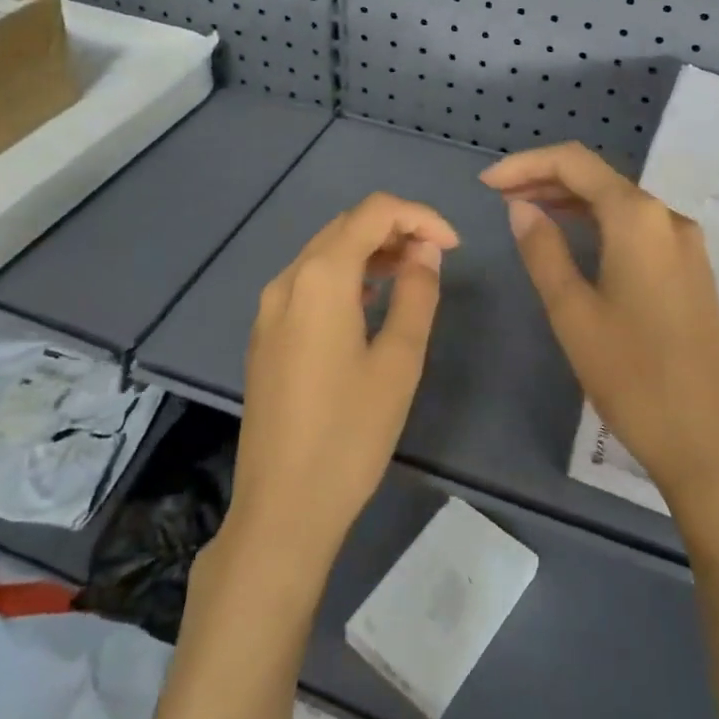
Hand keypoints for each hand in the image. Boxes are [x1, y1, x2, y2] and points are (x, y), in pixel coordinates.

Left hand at [228, 192, 458, 579]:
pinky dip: (345, 275)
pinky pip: (308, 282)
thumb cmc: (350, 434)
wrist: (282, 507)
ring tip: (411, 277)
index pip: (373, 211)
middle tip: (436, 260)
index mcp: (320, 278)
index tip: (453, 248)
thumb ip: (416, 293)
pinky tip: (370, 302)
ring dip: (370, 251)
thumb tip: (425, 251)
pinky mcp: (265, 334)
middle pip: (346, 226)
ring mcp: (269, 307)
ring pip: (325, 252)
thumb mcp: (399, 361)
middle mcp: (287, 279)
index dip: (420, 216)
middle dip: (395, 229)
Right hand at [481, 143, 718, 514]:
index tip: (486, 184)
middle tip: (498, 199)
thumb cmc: (633, 377)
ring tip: (525, 214)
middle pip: (599, 178)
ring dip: (571, 202)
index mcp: (638, 219)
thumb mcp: (573, 312)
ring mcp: (685, 245)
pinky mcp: (691, 272)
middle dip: (545, 180)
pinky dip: (598, 225)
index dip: (526, 164)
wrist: (711, 442)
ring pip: (619, 203)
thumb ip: (544, 251)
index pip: (575, 163)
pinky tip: (573, 241)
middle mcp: (668, 219)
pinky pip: (637, 229)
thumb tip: (520, 207)